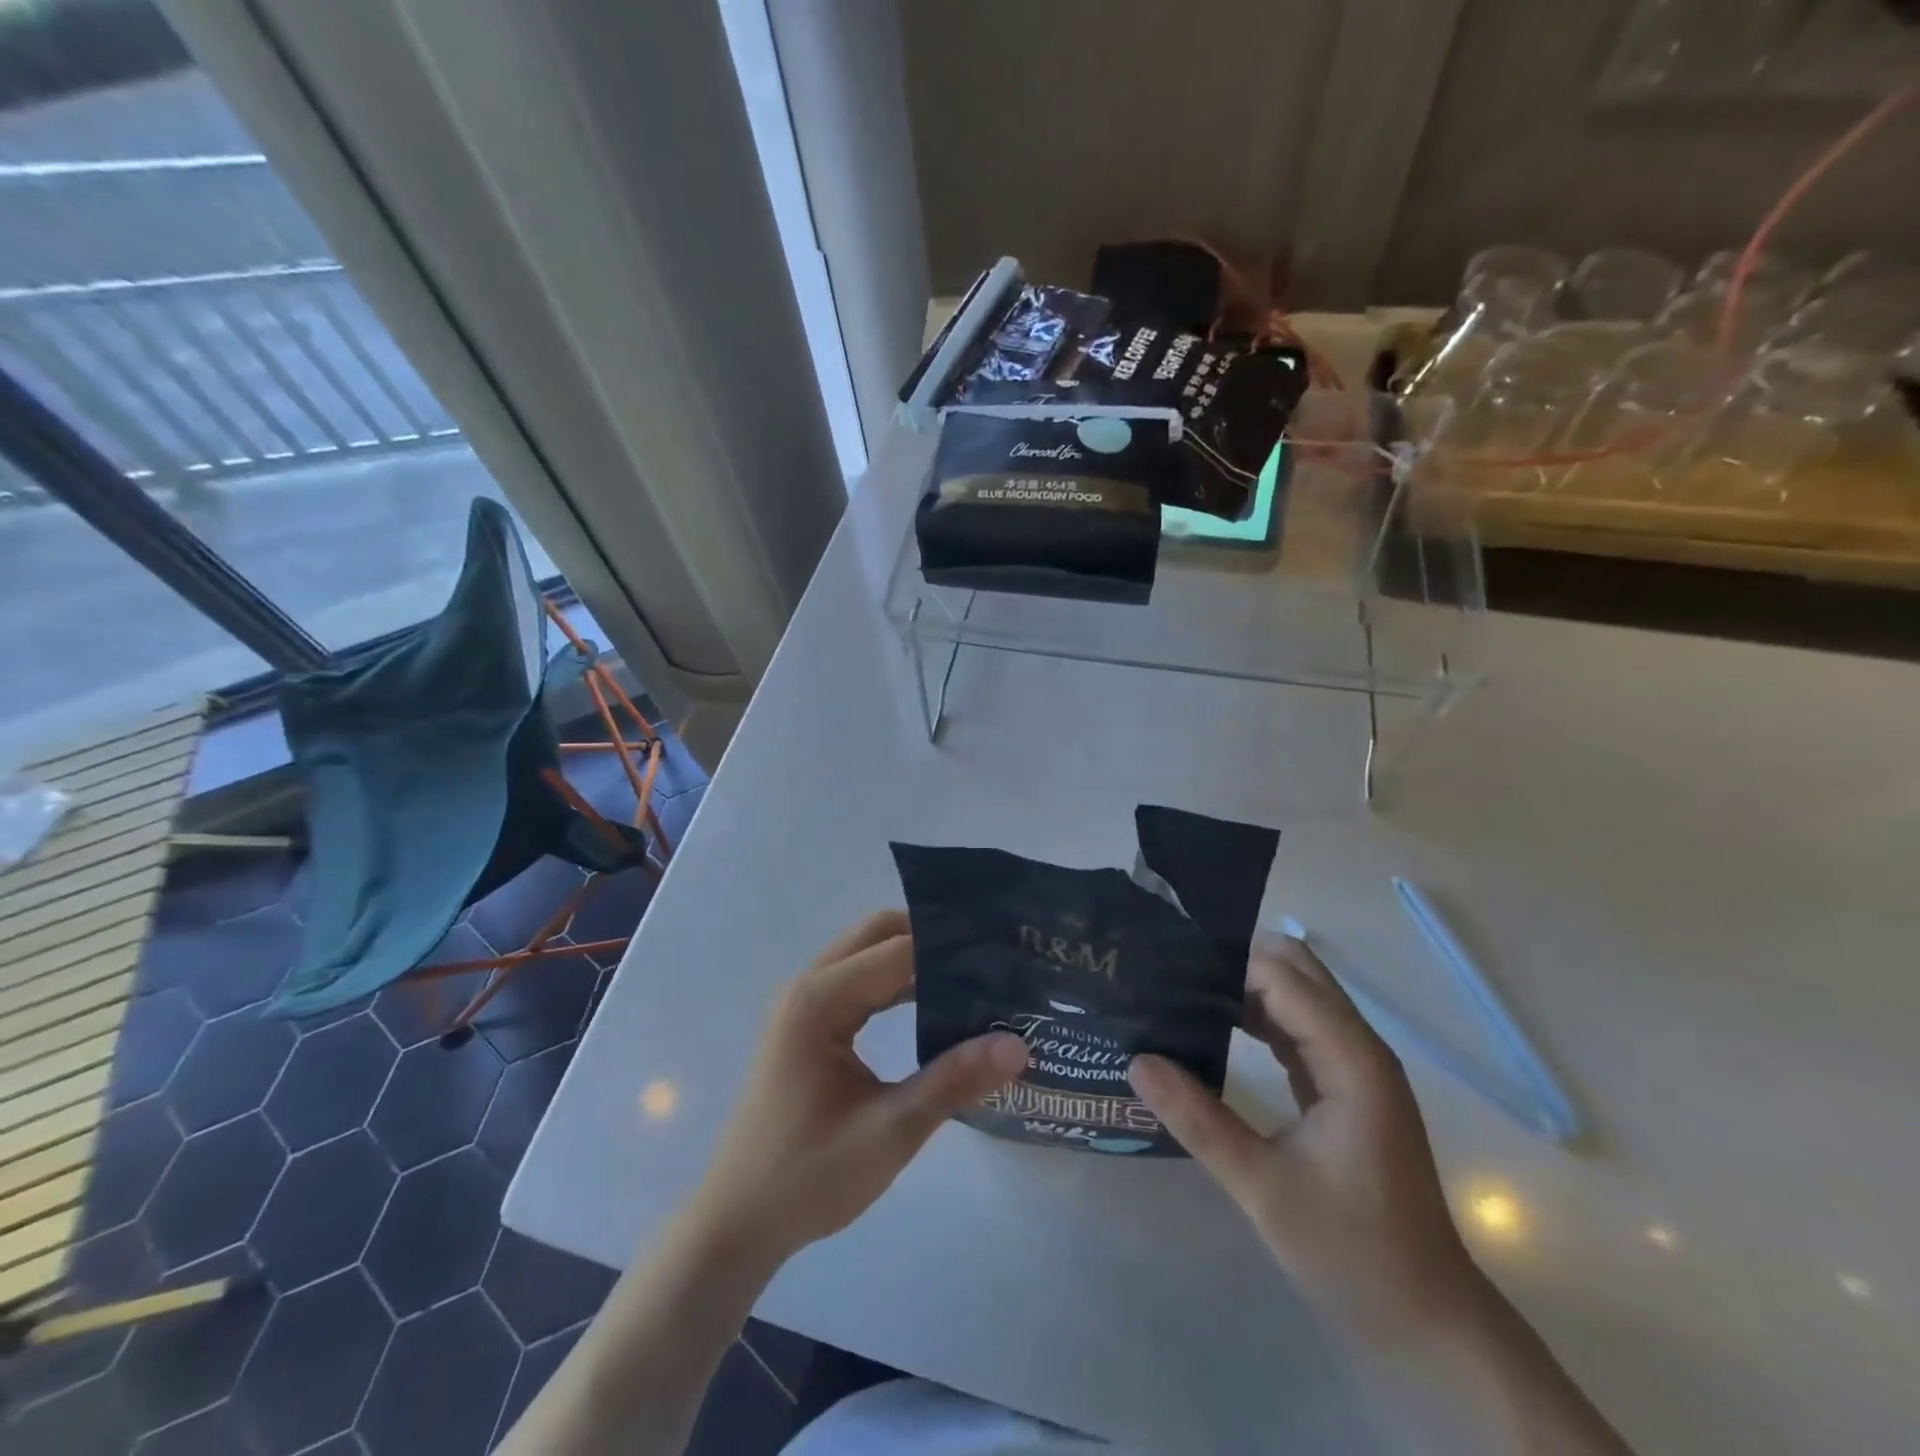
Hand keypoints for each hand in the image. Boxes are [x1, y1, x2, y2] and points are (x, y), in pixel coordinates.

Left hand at [691, 910, 1029, 1264]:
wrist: (737, 1223)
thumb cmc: (808, 1178)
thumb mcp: (889, 1132)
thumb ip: (953, 1082)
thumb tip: (1018, 1044)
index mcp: (819, 1001)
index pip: (899, 950)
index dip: (952, 948)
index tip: (1003, 953)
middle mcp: (808, 987)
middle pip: (878, 934)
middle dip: (933, 939)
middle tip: (990, 958)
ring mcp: (804, 1003)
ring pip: (868, 954)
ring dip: (916, 960)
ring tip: (975, 978)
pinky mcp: (808, 1024)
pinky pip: (859, 982)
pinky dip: (896, 983)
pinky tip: (935, 1005)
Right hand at [1129, 936, 1483, 1340]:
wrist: (1428, 1322)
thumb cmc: (1354, 1253)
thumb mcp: (1263, 1188)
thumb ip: (1199, 1120)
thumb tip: (1137, 1061)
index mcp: (1351, 1059)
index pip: (1282, 978)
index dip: (1225, 961)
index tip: (1166, 961)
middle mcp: (1357, 1049)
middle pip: (1297, 971)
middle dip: (1236, 959)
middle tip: (1171, 968)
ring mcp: (1353, 1067)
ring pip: (1295, 996)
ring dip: (1243, 987)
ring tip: (1179, 989)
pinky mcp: (1342, 1088)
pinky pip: (1295, 1029)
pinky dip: (1254, 1018)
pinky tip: (1211, 1027)